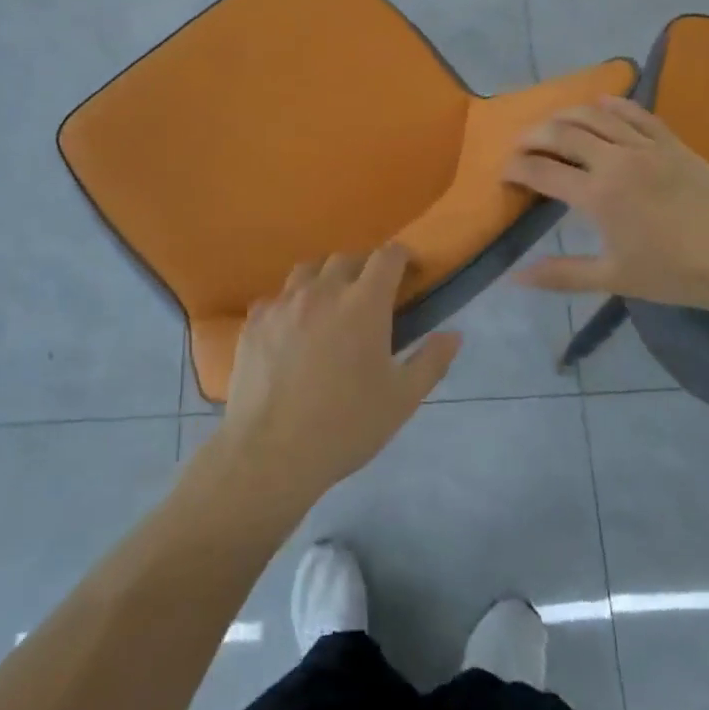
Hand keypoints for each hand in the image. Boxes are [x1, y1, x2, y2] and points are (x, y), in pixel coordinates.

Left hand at [219, 247, 459, 505]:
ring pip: (307, 270)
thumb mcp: (402, 399)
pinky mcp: (254, 322)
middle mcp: (323, 291)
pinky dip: (289, 304)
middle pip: (346, 259)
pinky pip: (275, 298)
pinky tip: (291, 329)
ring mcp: (283, 303)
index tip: (409, 271)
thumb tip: (454, 335)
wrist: (272, 453)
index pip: (387, 257)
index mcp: (364, 303)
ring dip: (324, 278)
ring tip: (329, 303)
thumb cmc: (346, 426)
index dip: (401, 257)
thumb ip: (431, 361)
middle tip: (370, 294)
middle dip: (363, 268)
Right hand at [503, 96, 708, 315]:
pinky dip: (611, 104)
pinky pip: (635, 113)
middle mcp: (616, 160)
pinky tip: (599, 104)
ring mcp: (646, 146)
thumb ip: (562, 274)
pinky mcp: (672, 142)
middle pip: (562, 133)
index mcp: (598, 195)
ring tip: (549, 123)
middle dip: (532, 135)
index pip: (542, 171)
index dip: (515, 169)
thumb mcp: (615, 279)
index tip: (503, 174)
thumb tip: (516, 277)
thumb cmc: (678, 273)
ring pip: (594, 115)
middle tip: (518, 146)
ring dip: (564, 115)